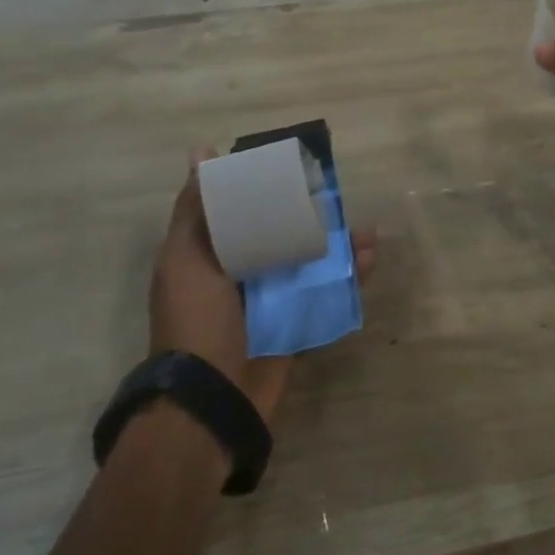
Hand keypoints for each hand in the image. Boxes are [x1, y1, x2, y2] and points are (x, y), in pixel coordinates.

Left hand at [150, 150, 378, 423]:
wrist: (212, 402)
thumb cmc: (196, 322)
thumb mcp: (186, 259)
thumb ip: (196, 210)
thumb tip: (201, 152)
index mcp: (212, 253)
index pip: (242, 208)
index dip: (267, 185)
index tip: (295, 166)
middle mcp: (241, 272)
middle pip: (282, 231)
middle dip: (312, 214)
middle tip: (339, 198)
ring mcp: (271, 299)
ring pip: (310, 259)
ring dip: (339, 244)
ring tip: (365, 233)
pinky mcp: (296, 323)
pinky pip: (326, 293)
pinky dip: (348, 277)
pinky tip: (368, 261)